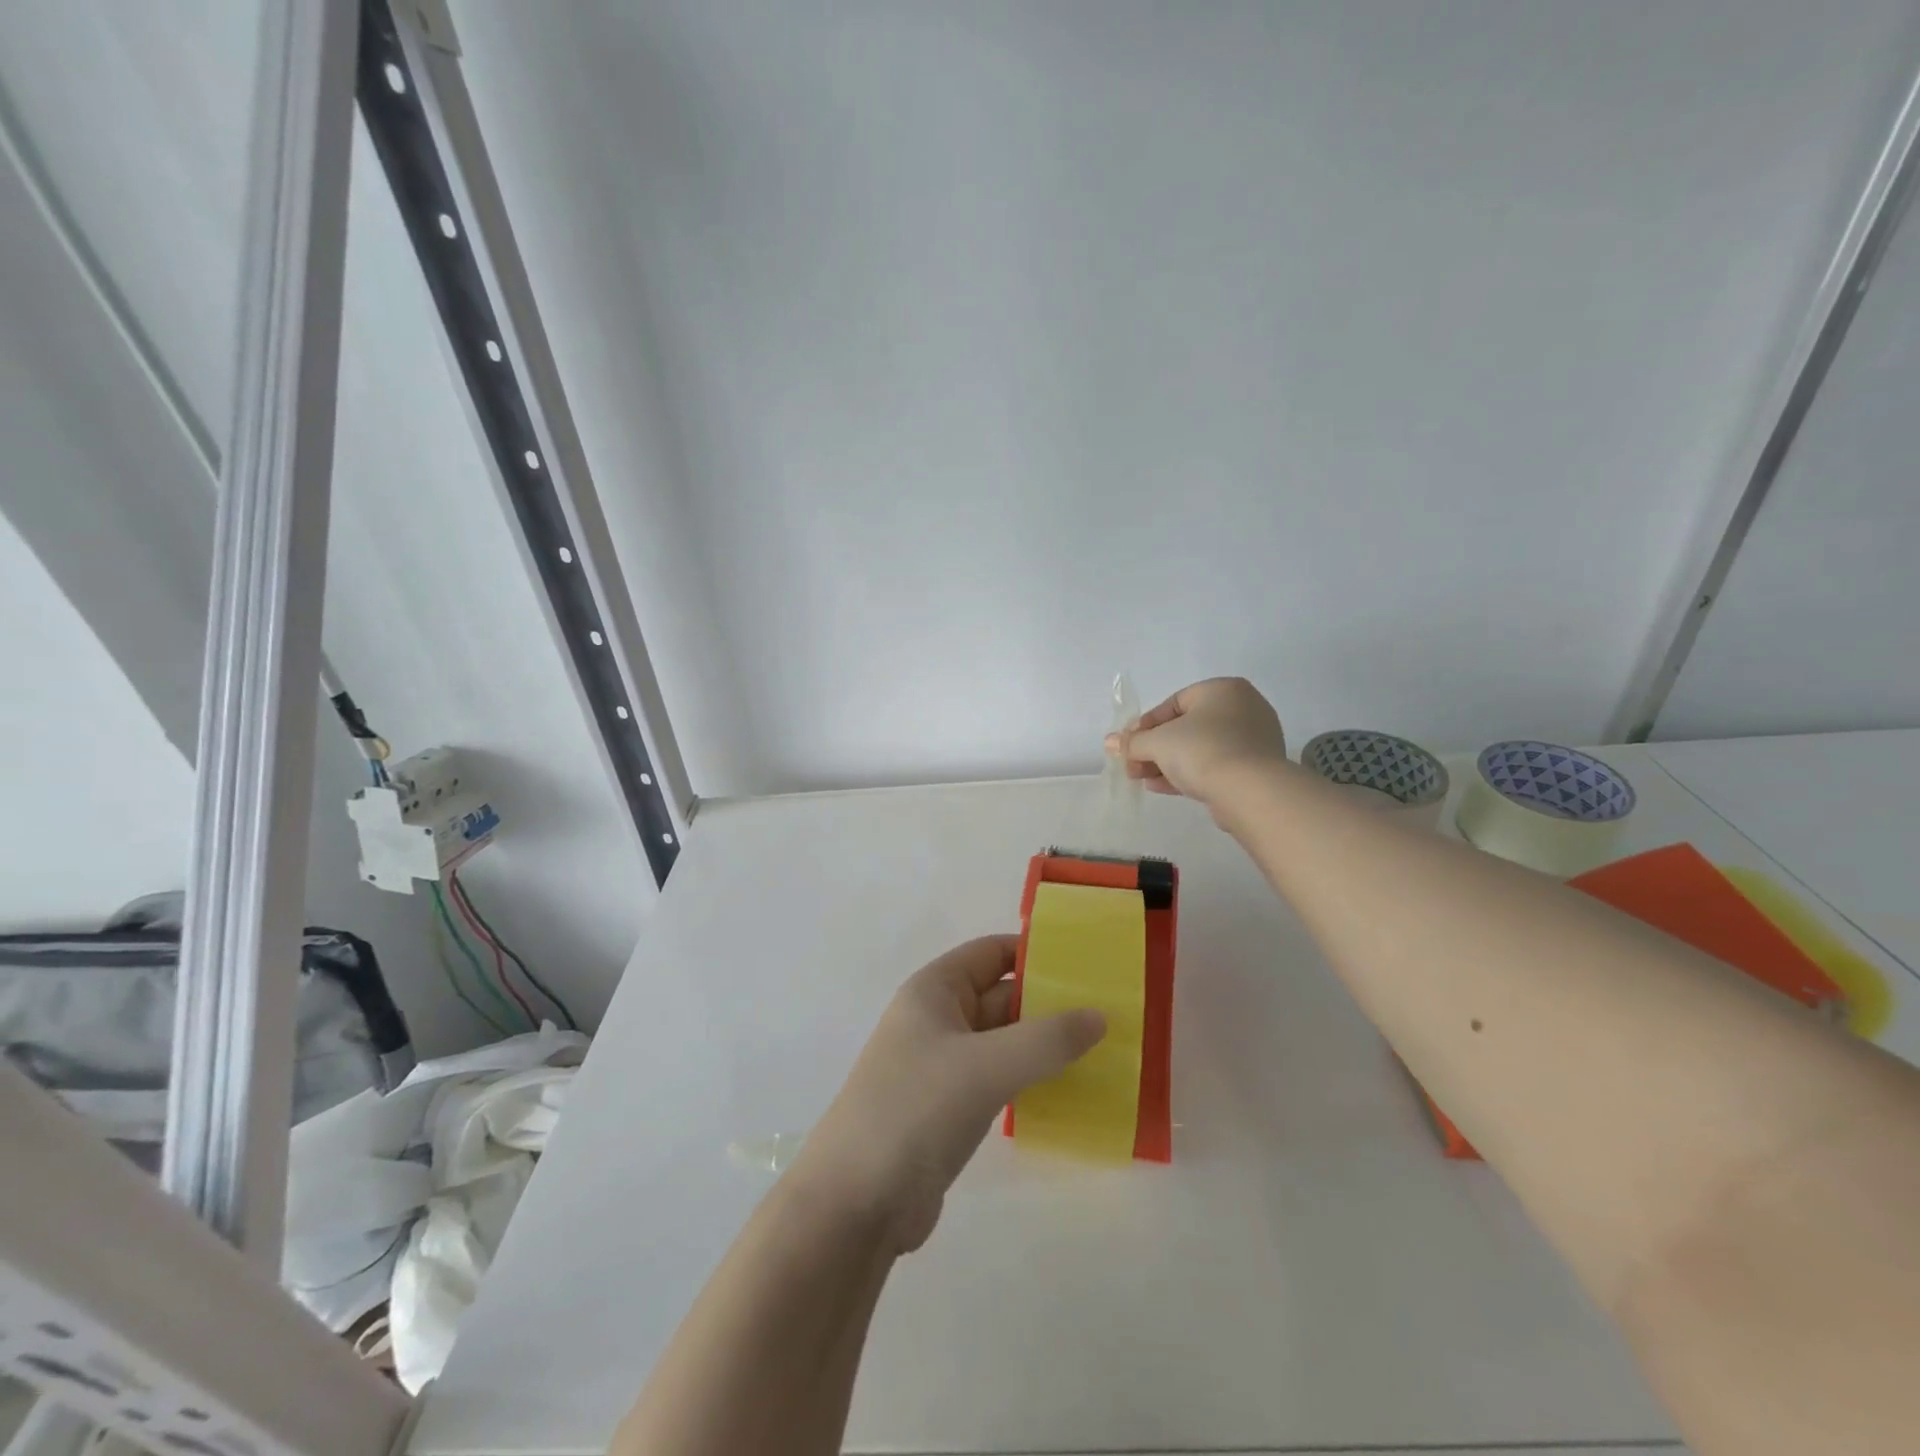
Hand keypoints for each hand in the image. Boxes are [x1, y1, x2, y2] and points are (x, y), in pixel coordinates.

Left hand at [792, 936, 1105, 1253]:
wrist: (855, 1204)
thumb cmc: (915, 1110)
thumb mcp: (985, 1066)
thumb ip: (1046, 1039)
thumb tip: (1099, 1016)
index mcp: (935, 990)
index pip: (992, 953)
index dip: (1037, 952)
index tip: (1089, 963)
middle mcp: (939, 1019)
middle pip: (1003, 996)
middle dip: (1051, 1002)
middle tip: (1112, 1011)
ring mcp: (944, 1066)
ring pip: (1005, 1041)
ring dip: (1046, 1045)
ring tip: (1104, 1049)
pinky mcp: (951, 1108)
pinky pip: (1001, 1079)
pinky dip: (1033, 1079)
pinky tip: (1073, 1090)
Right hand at [1106, 676, 1287, 809]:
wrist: (1250, 791)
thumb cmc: (1202, 750)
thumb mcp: (1158, 742)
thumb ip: (1132, 742)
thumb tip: (1110, 742)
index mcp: (1222, 689)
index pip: (1174, 703)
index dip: (1145, 725)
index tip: (1128, 744)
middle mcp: (1243, 708)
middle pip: (1186, 727)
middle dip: (1155, 748)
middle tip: (1132, 765)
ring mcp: (1253, 739)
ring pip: (1200, 748)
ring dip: (1168, 763)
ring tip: (1143, 779)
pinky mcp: (1256, 768)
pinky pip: (1215, 765)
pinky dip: (1189, 773)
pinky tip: (1163, 787)